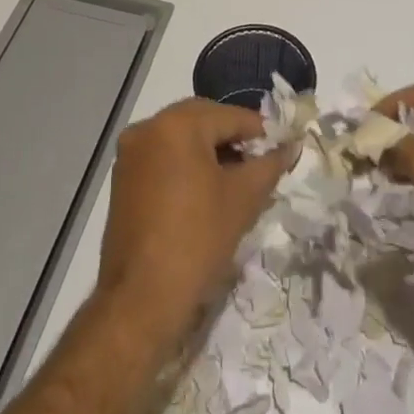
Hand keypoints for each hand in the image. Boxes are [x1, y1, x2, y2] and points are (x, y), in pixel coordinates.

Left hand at [95, 99, 288, 347]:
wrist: (142, 298)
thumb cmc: (198, 239)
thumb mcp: (244, 198)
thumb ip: (270, 164)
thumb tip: (290, 145)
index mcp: (176, 124)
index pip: (230, 116)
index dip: (261, 132)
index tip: (281, 150)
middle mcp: (148, 128)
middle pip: (203, 120)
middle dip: (234, 138)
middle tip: (260, 163)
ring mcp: (130, 153)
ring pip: (182, 138)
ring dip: (210, 151)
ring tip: (238, 179)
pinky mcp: (123, 178)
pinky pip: (164, 157)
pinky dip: (187, 164)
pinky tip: (207, 190)